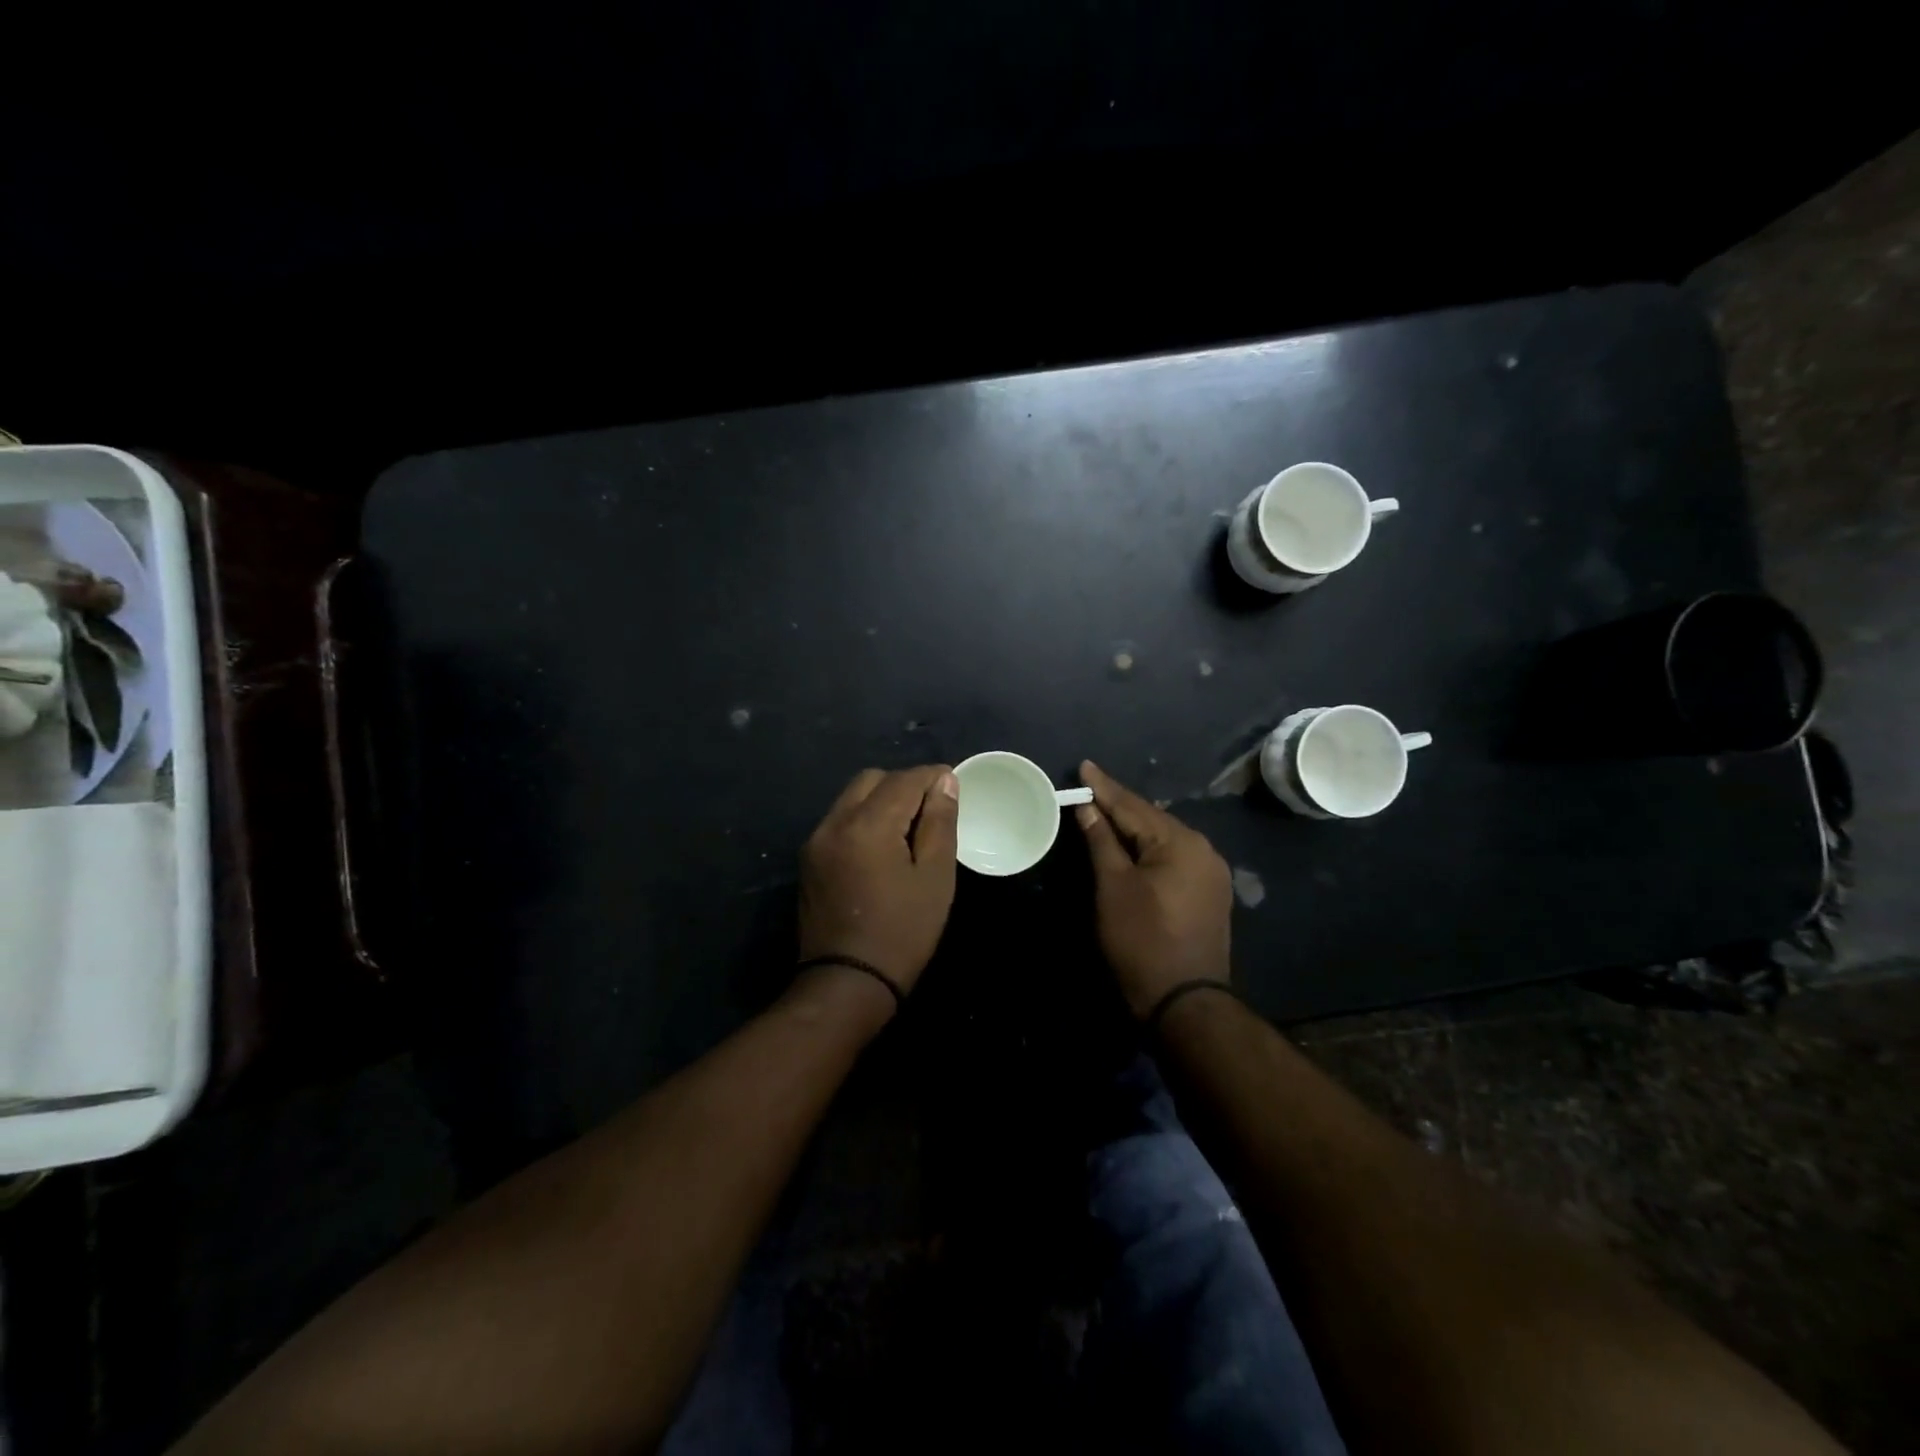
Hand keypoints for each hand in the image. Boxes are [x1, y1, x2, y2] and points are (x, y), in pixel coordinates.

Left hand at [798, 765, 959, 998]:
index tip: (954, 787)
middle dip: (904, 785)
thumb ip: (940, 822)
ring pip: (852, 798)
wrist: (847, 984)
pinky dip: (864, 819)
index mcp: (867, 824)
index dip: (933, 777)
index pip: (905, 779)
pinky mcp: (809, 859)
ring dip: (882, 801)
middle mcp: (834, 822)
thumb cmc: (902, 932)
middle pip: (872, 780)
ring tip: (909, 830)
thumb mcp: (935, 877)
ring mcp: (816, 841)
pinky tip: (882, 847)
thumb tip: (945, 781)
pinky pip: (840, 821)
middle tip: (931, 811)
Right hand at [1075, 760, 1233, 1018]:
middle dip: (1119, 805)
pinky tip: (1131, 844)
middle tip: (1089, 787)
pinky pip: (1173, 857)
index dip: (1104, 788)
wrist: (1184, 1002)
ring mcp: (1211, 872)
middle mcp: (1203, 849)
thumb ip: (1102, 841)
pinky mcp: (1209, 893)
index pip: (1134, 806)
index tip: (1084, 766)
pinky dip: (1148, 848)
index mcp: (1181, 842)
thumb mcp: (1113, 887)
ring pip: (1163, 838)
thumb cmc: (1142, 940)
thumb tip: (1087, 807)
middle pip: (1152, 819)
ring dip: (1133, 826)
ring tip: (1104, 810)